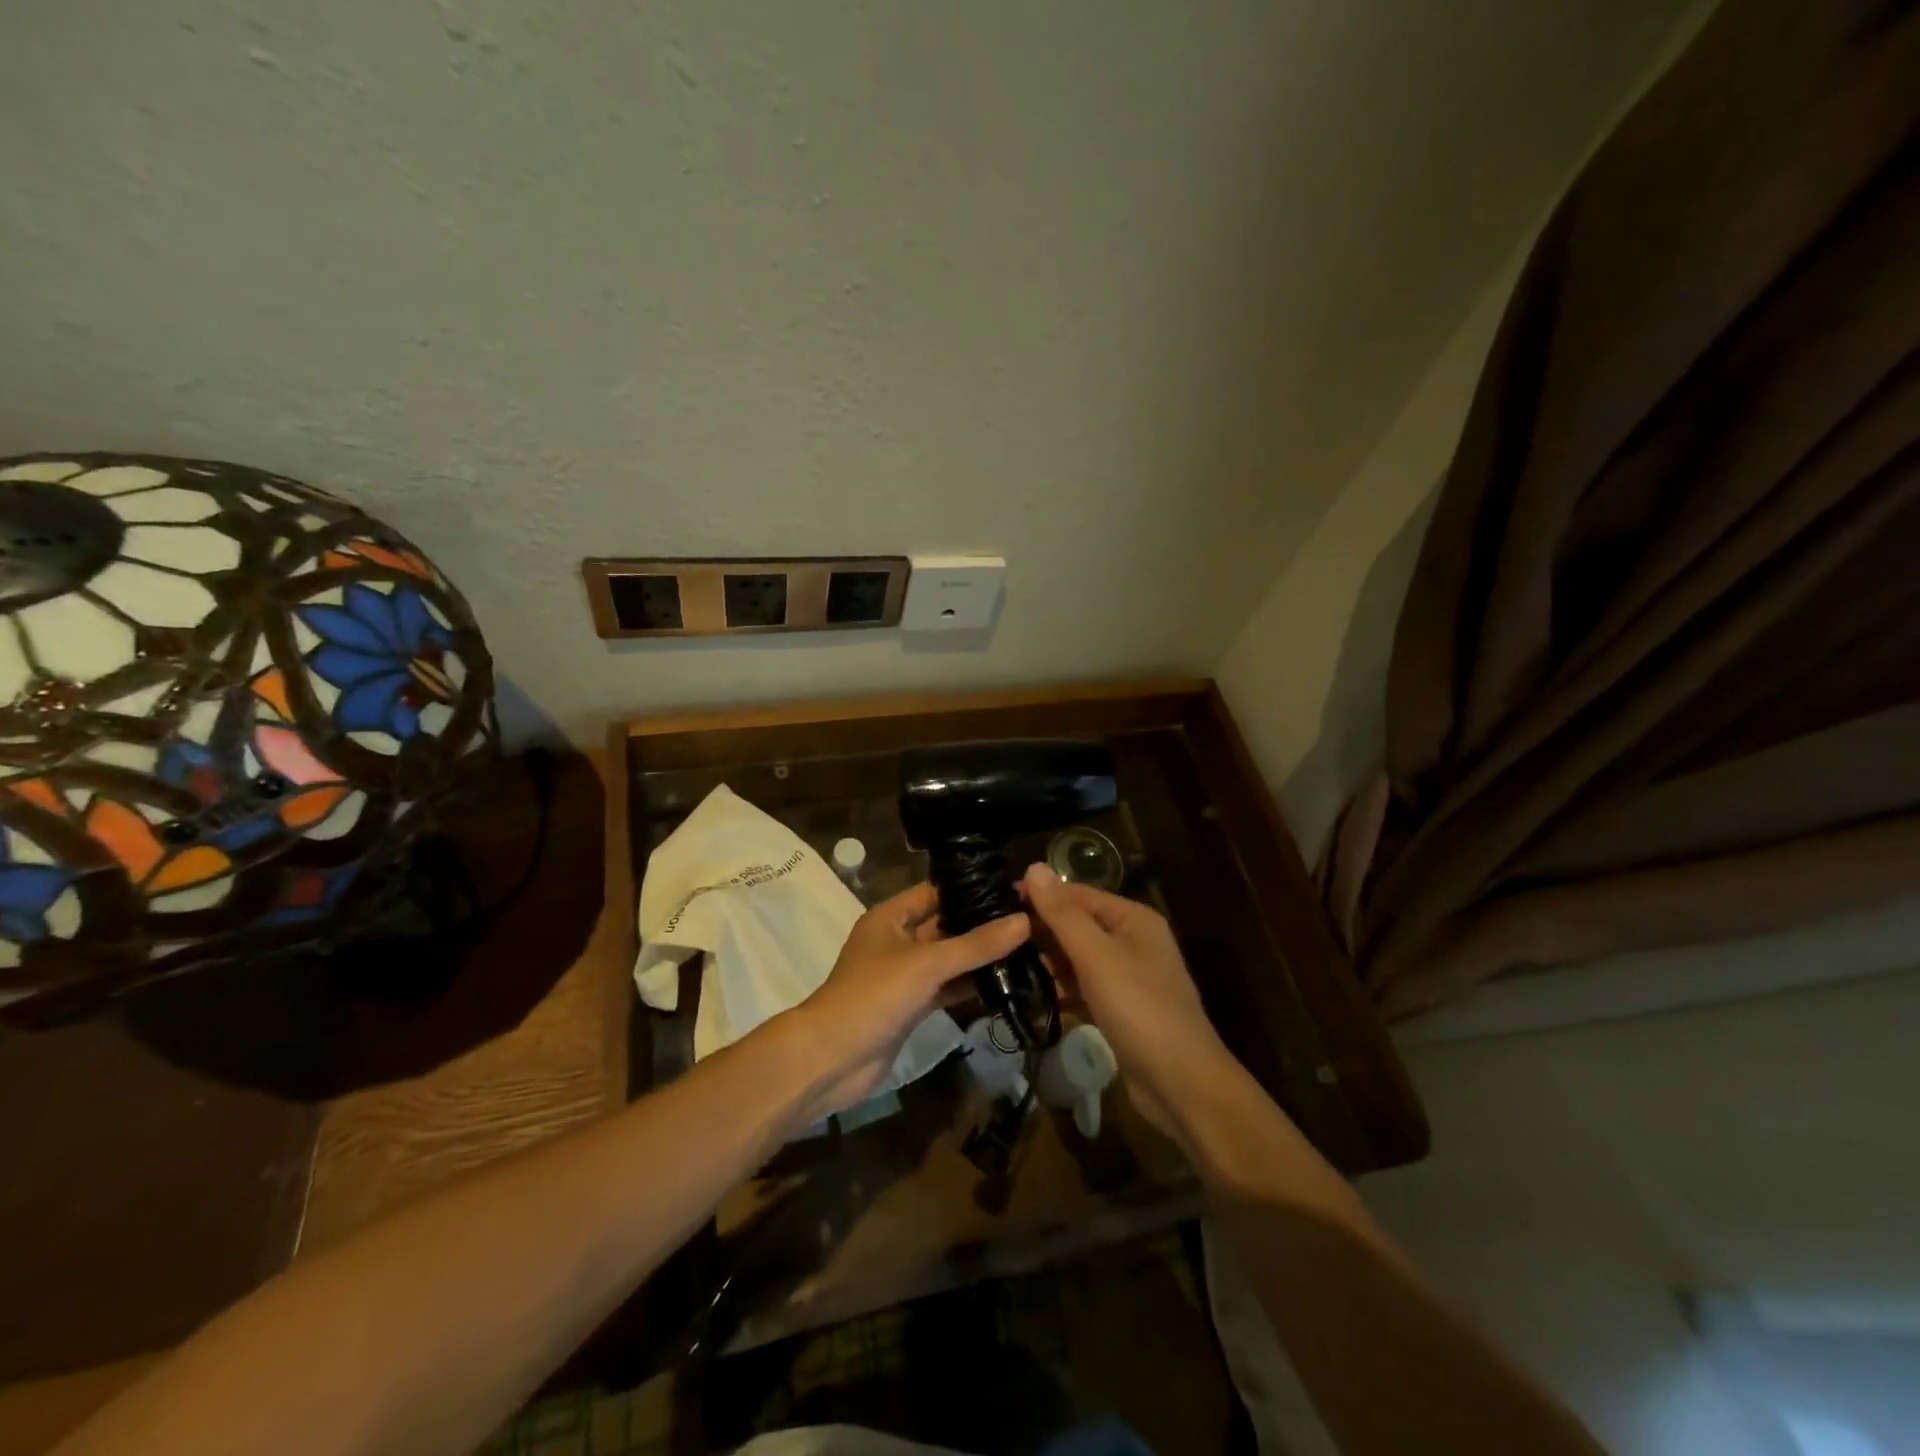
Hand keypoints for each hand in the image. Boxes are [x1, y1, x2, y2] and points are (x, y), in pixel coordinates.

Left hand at [788, 883, 1027, 1121]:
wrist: (832, 1059)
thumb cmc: (873, 996)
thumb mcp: (927, 964)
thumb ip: (976, 944)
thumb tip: (1024, 920)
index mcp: (890, 917)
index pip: (936, 892)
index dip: (971, 888)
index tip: (1014, 889)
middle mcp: (897, 940)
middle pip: (945, 925)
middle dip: (982, 924)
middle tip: (1030, 919)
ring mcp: (904, 975)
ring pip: (949, 959)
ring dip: (980, 957)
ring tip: (1028, 948)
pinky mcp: (911, 1006)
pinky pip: (946, 988)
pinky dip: (970, 986)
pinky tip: (1006, 984)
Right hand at [1021, 862, 1237, 1142]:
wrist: (1182, 1083)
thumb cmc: (1139, 1008)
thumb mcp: (1096, 956)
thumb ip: (1062, 913)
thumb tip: (1033, 867)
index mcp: (1133, 919)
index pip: (1078, 894)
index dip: (1041, 895)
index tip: (998, 901)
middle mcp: (1134, 941)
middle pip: (1079, 924)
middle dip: (1042, 929)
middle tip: (997, 936)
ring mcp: (1129, 976)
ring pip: (1079, 957)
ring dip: (1048, 960)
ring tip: (1005, 964)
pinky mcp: (1122, 1008)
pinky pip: (1085, 986)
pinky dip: (1062, 987)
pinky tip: (1033, 995)